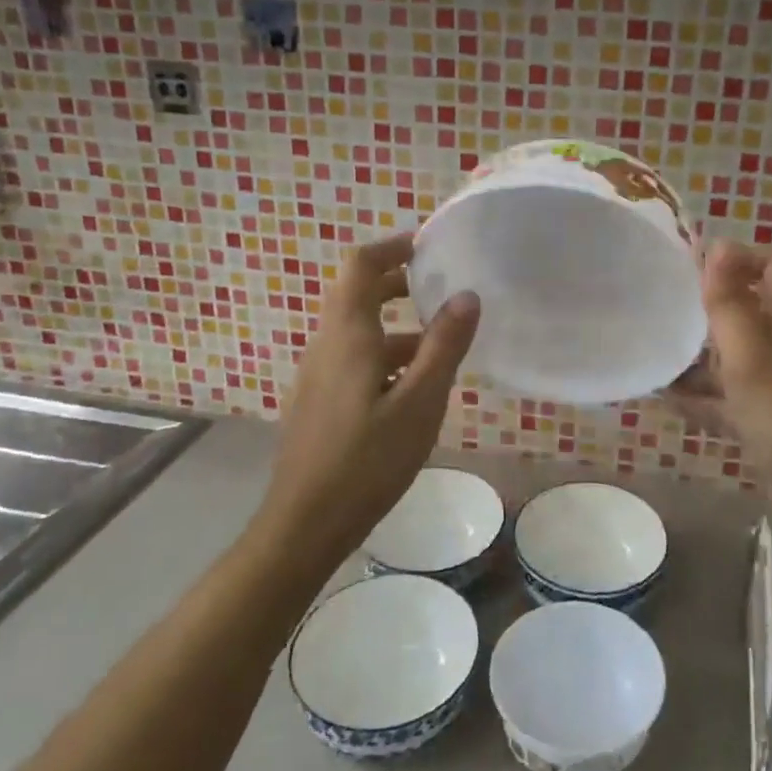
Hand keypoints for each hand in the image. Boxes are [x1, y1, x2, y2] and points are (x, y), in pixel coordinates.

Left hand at [260, 234, 480, 566]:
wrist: (305, 524)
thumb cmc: (368, 460)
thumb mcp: (420, 402)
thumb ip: (444, 346)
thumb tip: (466, 295)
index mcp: (348, 335)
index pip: (361, 266)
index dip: (392, 248)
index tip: (427, 246)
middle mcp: (326, 345)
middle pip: (358, 295)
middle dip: (399, 285)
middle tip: (441, 290)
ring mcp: (317, 375)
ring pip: (358, 333)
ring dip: (397, 328)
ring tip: (441, 347)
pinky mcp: (318, 402)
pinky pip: (353, 361)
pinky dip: (384, 356)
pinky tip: (412, 390)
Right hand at [668, 241, 771, 474]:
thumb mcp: (753, 361)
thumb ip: (731, 306)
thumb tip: (717, 244)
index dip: (742, 257)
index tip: (697, 271)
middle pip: (749, 309)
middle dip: (708, 307)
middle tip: (664, 312)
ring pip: (734, 356)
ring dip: (699, 355)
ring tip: (654, 355)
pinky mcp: (768, 423)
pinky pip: (728, 399)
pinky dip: (701, 397)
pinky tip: (668, 401)